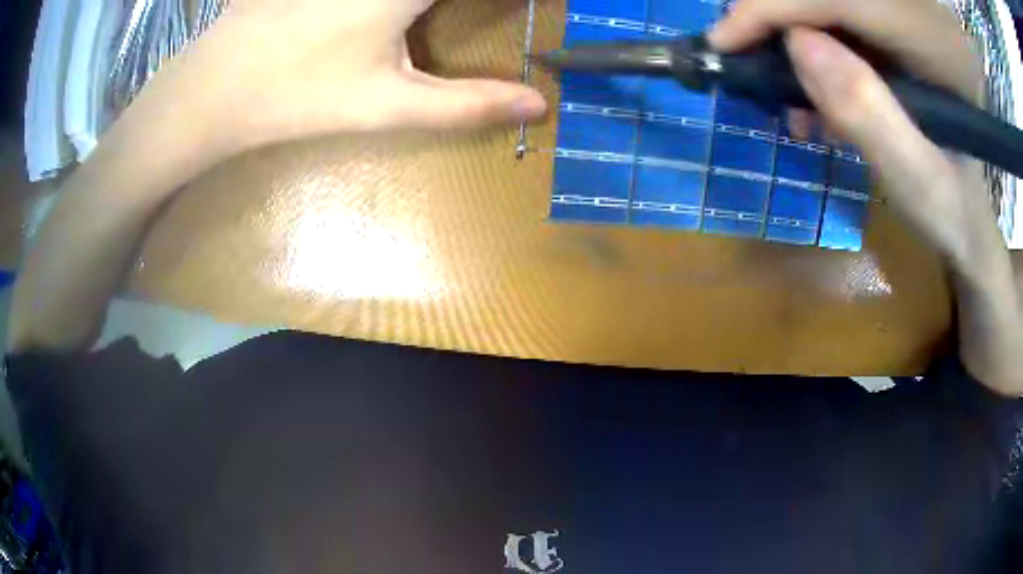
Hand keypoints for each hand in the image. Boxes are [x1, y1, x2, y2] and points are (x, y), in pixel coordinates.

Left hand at [149, 0, 546, 153]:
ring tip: (419, 22)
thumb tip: (537, 105)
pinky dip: (399, 5)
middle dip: (472, 3)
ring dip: (429, 5)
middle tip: (461, 18)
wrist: (215, 87)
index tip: (533, 9)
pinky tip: (392, 16)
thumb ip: (468, 103)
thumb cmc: (300, 97)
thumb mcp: (389, 105)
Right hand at [709, 0, 1000, 271]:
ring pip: (829, 10)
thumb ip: (869, 113)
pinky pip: (839, 28)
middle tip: (747, 63)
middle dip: (779, 21)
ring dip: (795, 43)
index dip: (775, 7)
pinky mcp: (893, 44)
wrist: (971, 224)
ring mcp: (903, 29)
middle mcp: (916, 19)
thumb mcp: (919, 179)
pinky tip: (817, 102)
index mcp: (934, 45)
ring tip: (790, 99)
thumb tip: (798, 45)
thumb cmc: (953, 213)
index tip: (724, 39)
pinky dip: (815, 58)